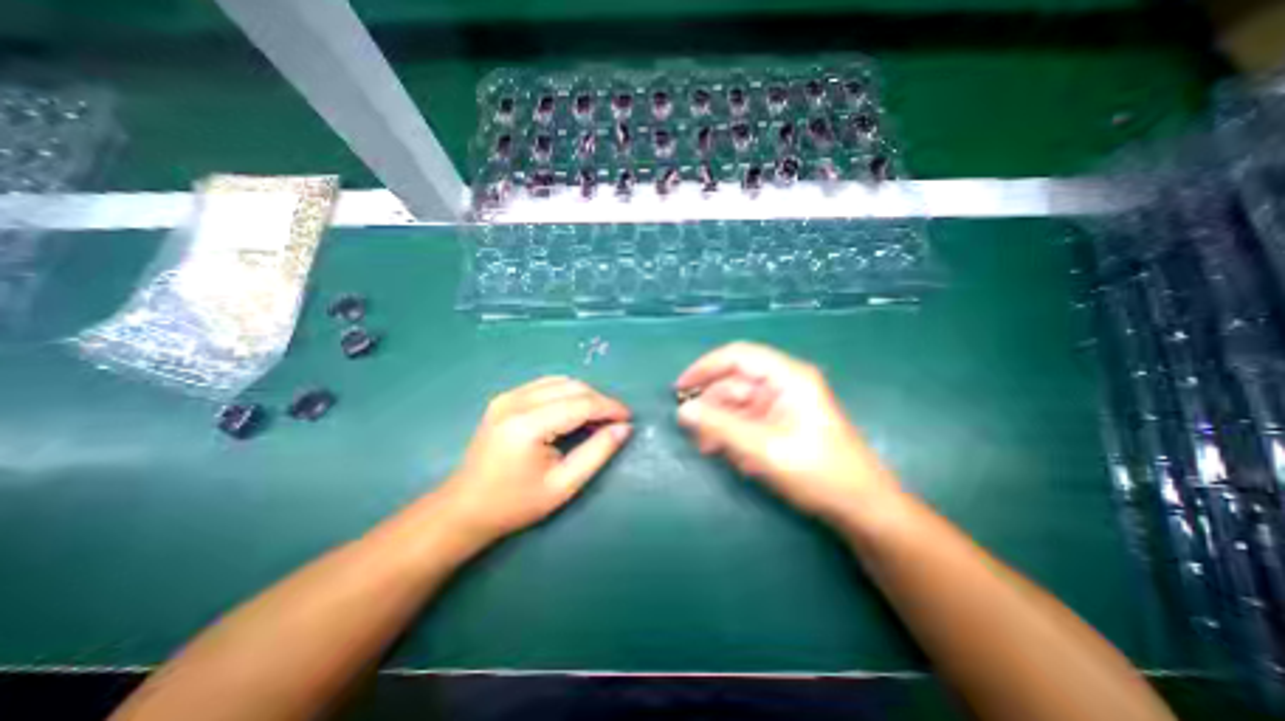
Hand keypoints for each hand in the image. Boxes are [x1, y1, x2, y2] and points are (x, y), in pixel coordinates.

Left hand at [439, 380, 632, 542]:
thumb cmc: (515, 504)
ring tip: (597, 418)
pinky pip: (546, 384)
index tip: (629, 418)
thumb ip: (597, 452)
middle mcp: (515, 402)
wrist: (465, 507)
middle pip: (572, 387)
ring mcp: (507, 397)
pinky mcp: (504, 398)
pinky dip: (567, 393)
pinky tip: (573, 411)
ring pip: (560, 381)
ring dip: (584, 395)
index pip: (581, 404)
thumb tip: (624, 428)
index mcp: (527, 426)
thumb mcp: (564, 485)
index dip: (609, 408)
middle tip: (615, 421)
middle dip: (599, 400)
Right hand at [678, 342, 895, 523]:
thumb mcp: (764, 448)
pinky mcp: (781, 422)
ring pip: (738, 404)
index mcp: (788, 377)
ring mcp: (783, 404)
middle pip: (735, 382)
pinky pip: (748, 420)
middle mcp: (784, 384)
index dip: (706, 367)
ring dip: (720, 424)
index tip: (680, 388)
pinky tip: (733, 456)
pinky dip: (734, 434)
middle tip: (691, 430)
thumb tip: (684, 410)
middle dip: (711, 405)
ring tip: (709, 449)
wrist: (860, 507)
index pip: (738, 356)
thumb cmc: (818, 473)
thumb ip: (721, 426)